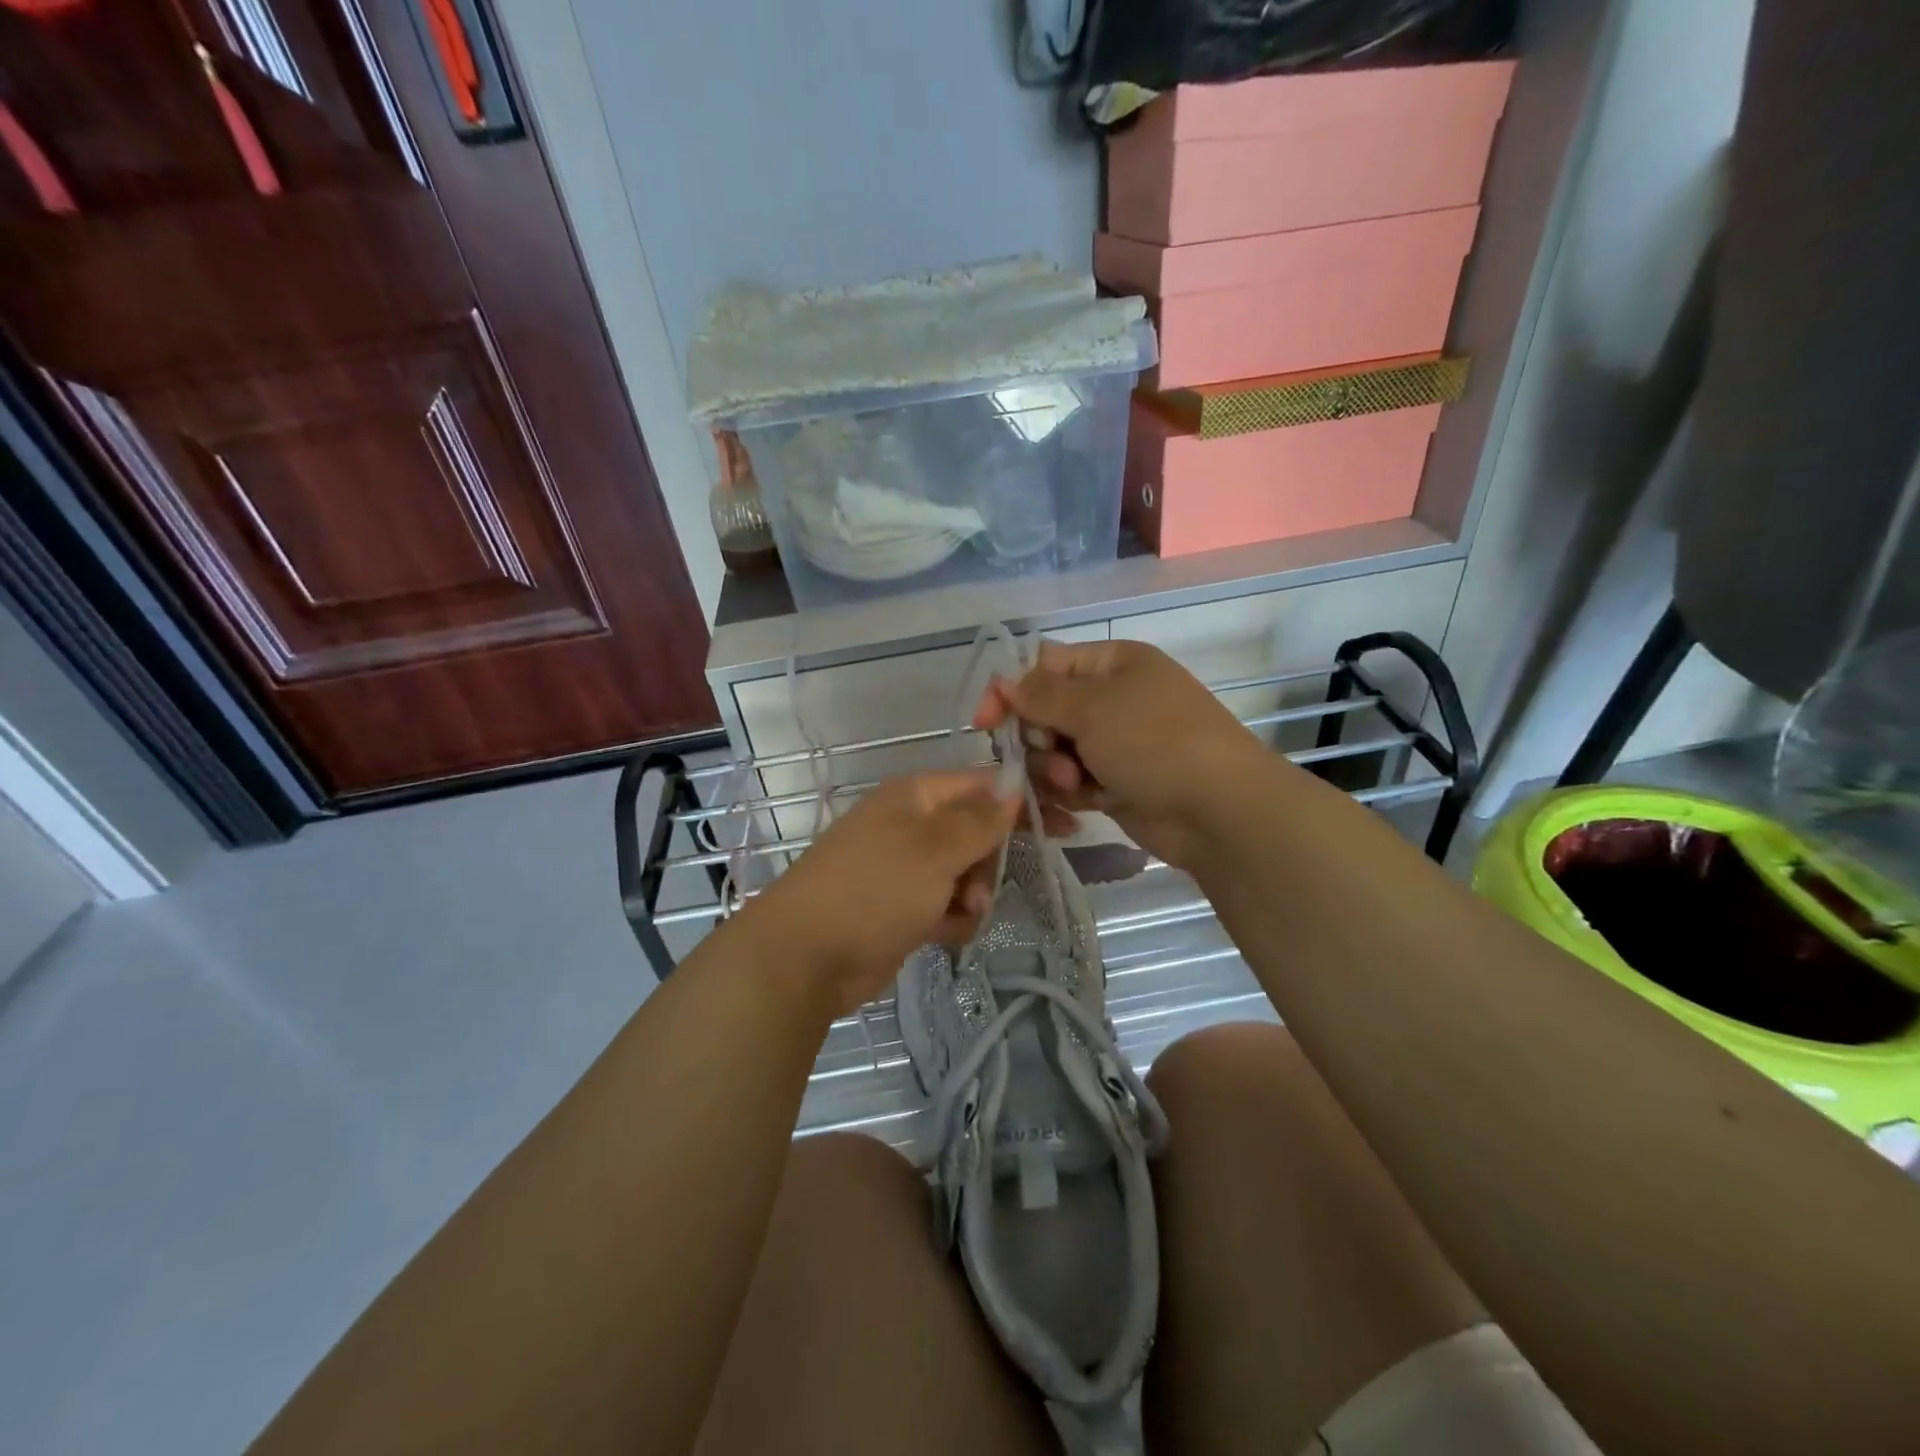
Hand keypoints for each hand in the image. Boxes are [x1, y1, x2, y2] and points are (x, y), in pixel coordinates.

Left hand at [741, 771, 1020, 1017]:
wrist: (806, 957)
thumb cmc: (874, 889)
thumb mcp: (934, 850)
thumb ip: (979, 821)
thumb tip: (1013, 787)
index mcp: (915, 797)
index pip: (981, 786)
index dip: (1021, 802)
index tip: (1065, 823)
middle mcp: (911, 826)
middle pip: (975, 832)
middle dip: (989, 861)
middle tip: (985, 887)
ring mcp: (904, 868)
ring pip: (964, 872)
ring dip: (972, 894)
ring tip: (963, 915)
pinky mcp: (900, 907)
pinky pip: (945, 904)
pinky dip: (951, 918)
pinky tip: (946, 934)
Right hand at [974, 639, 1264, 870]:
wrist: (1218, 810)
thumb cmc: (1156, 742)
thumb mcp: (1093, 708)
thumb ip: (1039, 695)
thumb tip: (1003, 682)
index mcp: (1112, 663)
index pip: (1044, 666)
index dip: (1011, 691)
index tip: (984, 723)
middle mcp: (1112, 698)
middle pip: (1044, 713)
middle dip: (1040, 739)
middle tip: (1055, 756)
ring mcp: (1115, 743)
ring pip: (1054, 752)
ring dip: (1054, 771)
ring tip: (1078, 786)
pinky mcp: (1116, 782)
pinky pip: (1073, 782)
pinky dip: (1072, 793)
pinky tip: (1086, 804)